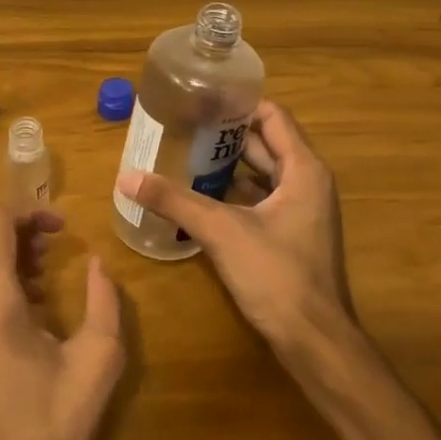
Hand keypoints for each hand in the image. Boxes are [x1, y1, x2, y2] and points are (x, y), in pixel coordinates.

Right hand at [117, 100, 352, 352]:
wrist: (314, 341)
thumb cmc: (277, 275)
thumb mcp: (221, 231)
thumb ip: (174, 201)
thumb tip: (126, 176)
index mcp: (304, 170)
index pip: (272, 117)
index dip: (238, 104)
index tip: (200, 99)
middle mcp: (308, 183)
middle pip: (264, 144)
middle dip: (224, 134)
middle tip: (180, 126)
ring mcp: (301, 212)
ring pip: (260, 175)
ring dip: (226, 165)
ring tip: (182, 156)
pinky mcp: (290, 236)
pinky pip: (259, 201)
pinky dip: (232, 194)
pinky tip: (198, 197)